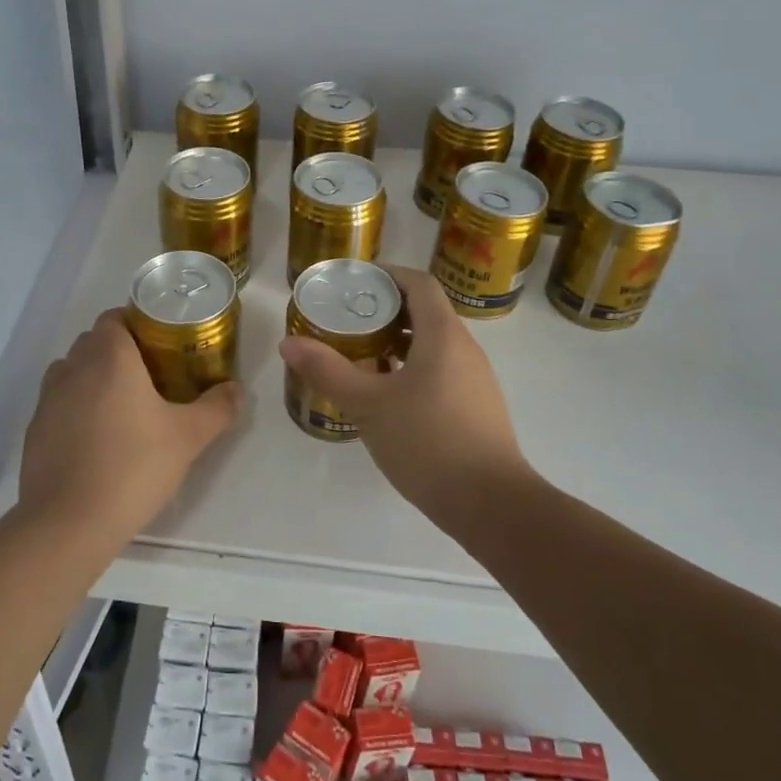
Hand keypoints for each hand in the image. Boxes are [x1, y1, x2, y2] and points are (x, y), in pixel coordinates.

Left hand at [18, 308, 243, 550]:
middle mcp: (73, 367)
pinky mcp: (35, 429)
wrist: (68, 523)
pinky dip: (76, 408)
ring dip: (94, 377)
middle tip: (152, 375)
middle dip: (120, 350)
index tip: (162, 343)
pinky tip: (97, 439)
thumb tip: (237, 390)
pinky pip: (59, 403)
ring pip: (73, 370)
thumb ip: (217, 408)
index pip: (115, 316)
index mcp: (109, 357)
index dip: (137, 323)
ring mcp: (48, 399)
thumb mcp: (188, 438)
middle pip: (94, 341)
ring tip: (123, 406)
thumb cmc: (133, 467)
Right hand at [278, 265, 529, 525]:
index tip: (353, 282)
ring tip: (358, 354)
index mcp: (443, 334)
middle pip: (425, 311)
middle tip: (346, 320)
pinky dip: (411, 367)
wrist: (492, 505)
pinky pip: (440, 369)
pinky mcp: (476, 407)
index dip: (386, 275)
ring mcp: (474, 379)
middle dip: (384, 310)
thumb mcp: (368, 404)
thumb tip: (289, 343)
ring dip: (396, 341)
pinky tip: (386, 394)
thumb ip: (328, 370)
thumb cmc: (428, 441)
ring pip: (432, 343)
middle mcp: (464, 348)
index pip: (418, 283)